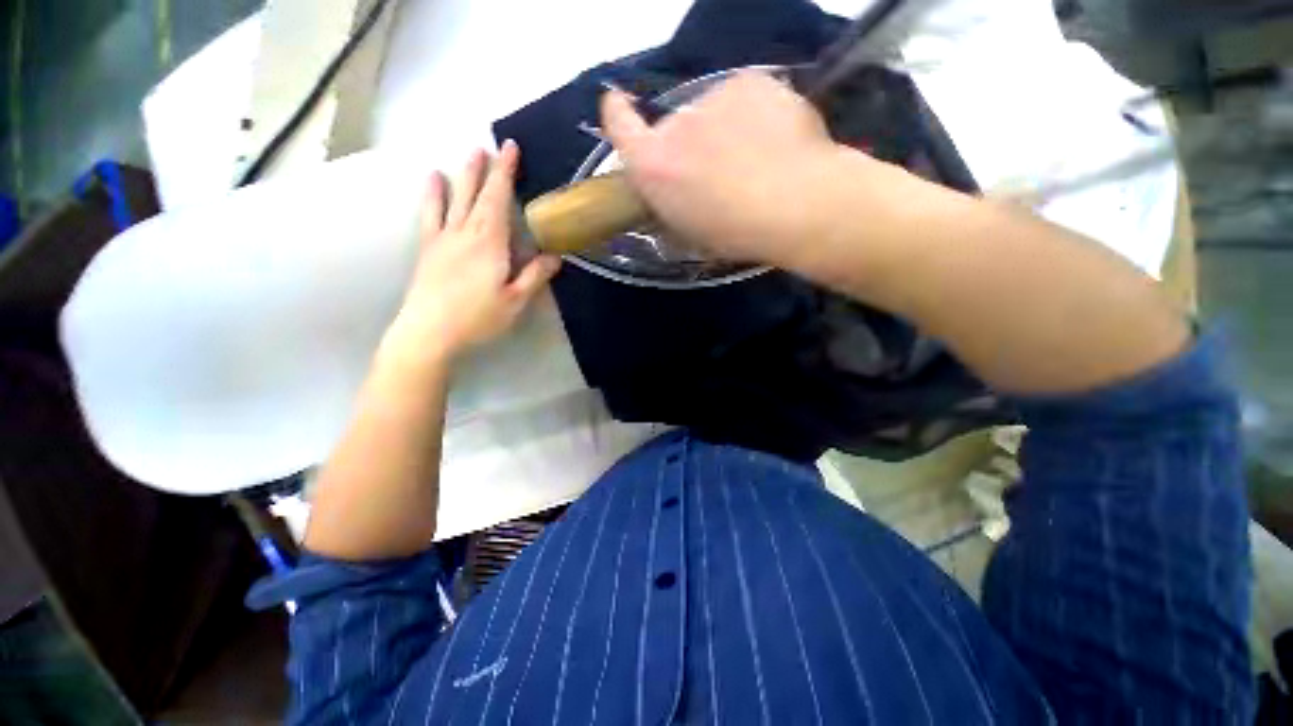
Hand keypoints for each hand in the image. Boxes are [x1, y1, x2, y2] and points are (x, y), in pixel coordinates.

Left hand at [380, 142, 559, 370]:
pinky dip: (432, 195)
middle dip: (484, 169)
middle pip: (475, 193)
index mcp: (489, 242)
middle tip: (490, 146)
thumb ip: (535, 276)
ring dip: (461, 175)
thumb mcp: (515, 301)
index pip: (499, 199)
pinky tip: (432, 182)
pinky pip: (430, 214)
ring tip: (465, 155)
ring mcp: (442, 238)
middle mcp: (464, 232)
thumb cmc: (478, 318)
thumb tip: (555, 255)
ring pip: (452, 198)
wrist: (428, 332)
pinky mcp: (428, 249)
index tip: (510, 148)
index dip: (505, 172)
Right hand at [600, 71, 854, 268]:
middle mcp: (675, 124)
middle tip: (719, 173)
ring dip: (723, 131)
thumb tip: (670, 196)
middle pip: (674, 127)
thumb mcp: (689, 233)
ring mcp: (713, 97)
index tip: (619, 106)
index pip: (618, 125)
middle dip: (689, 146)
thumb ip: (670, 205)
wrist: (795, 205)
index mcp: (653, 166)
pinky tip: (774, 141)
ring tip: (755, 162)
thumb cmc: (735, 234)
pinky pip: (744, 99)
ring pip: (712, 113)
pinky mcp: (750, 81)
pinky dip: (754, 116)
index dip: (617, 114)